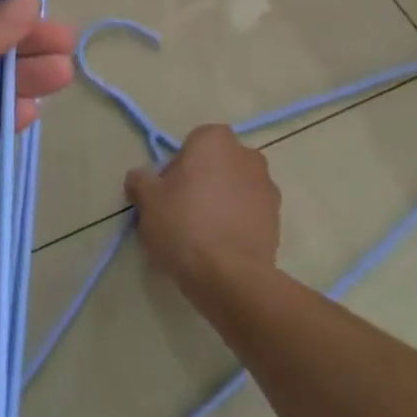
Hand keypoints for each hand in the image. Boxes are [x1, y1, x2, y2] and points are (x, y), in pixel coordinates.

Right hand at [125, 124, 280, 300]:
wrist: (231, 277)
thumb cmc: (184, 225)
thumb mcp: (148, 201)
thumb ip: (140, 181)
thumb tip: (139, 178)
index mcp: (215, 140)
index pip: (190, 145)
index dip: (176, 169)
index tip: (166, 195)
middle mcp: (246, 155)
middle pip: (215, 165)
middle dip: (200, 183)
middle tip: (180, 214)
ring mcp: (267, 186)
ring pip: (233, 189)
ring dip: (220, 203)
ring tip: (201, 236)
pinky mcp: (277, 218)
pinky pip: (248, 213)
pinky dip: (236, 223)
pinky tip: (220, 247)